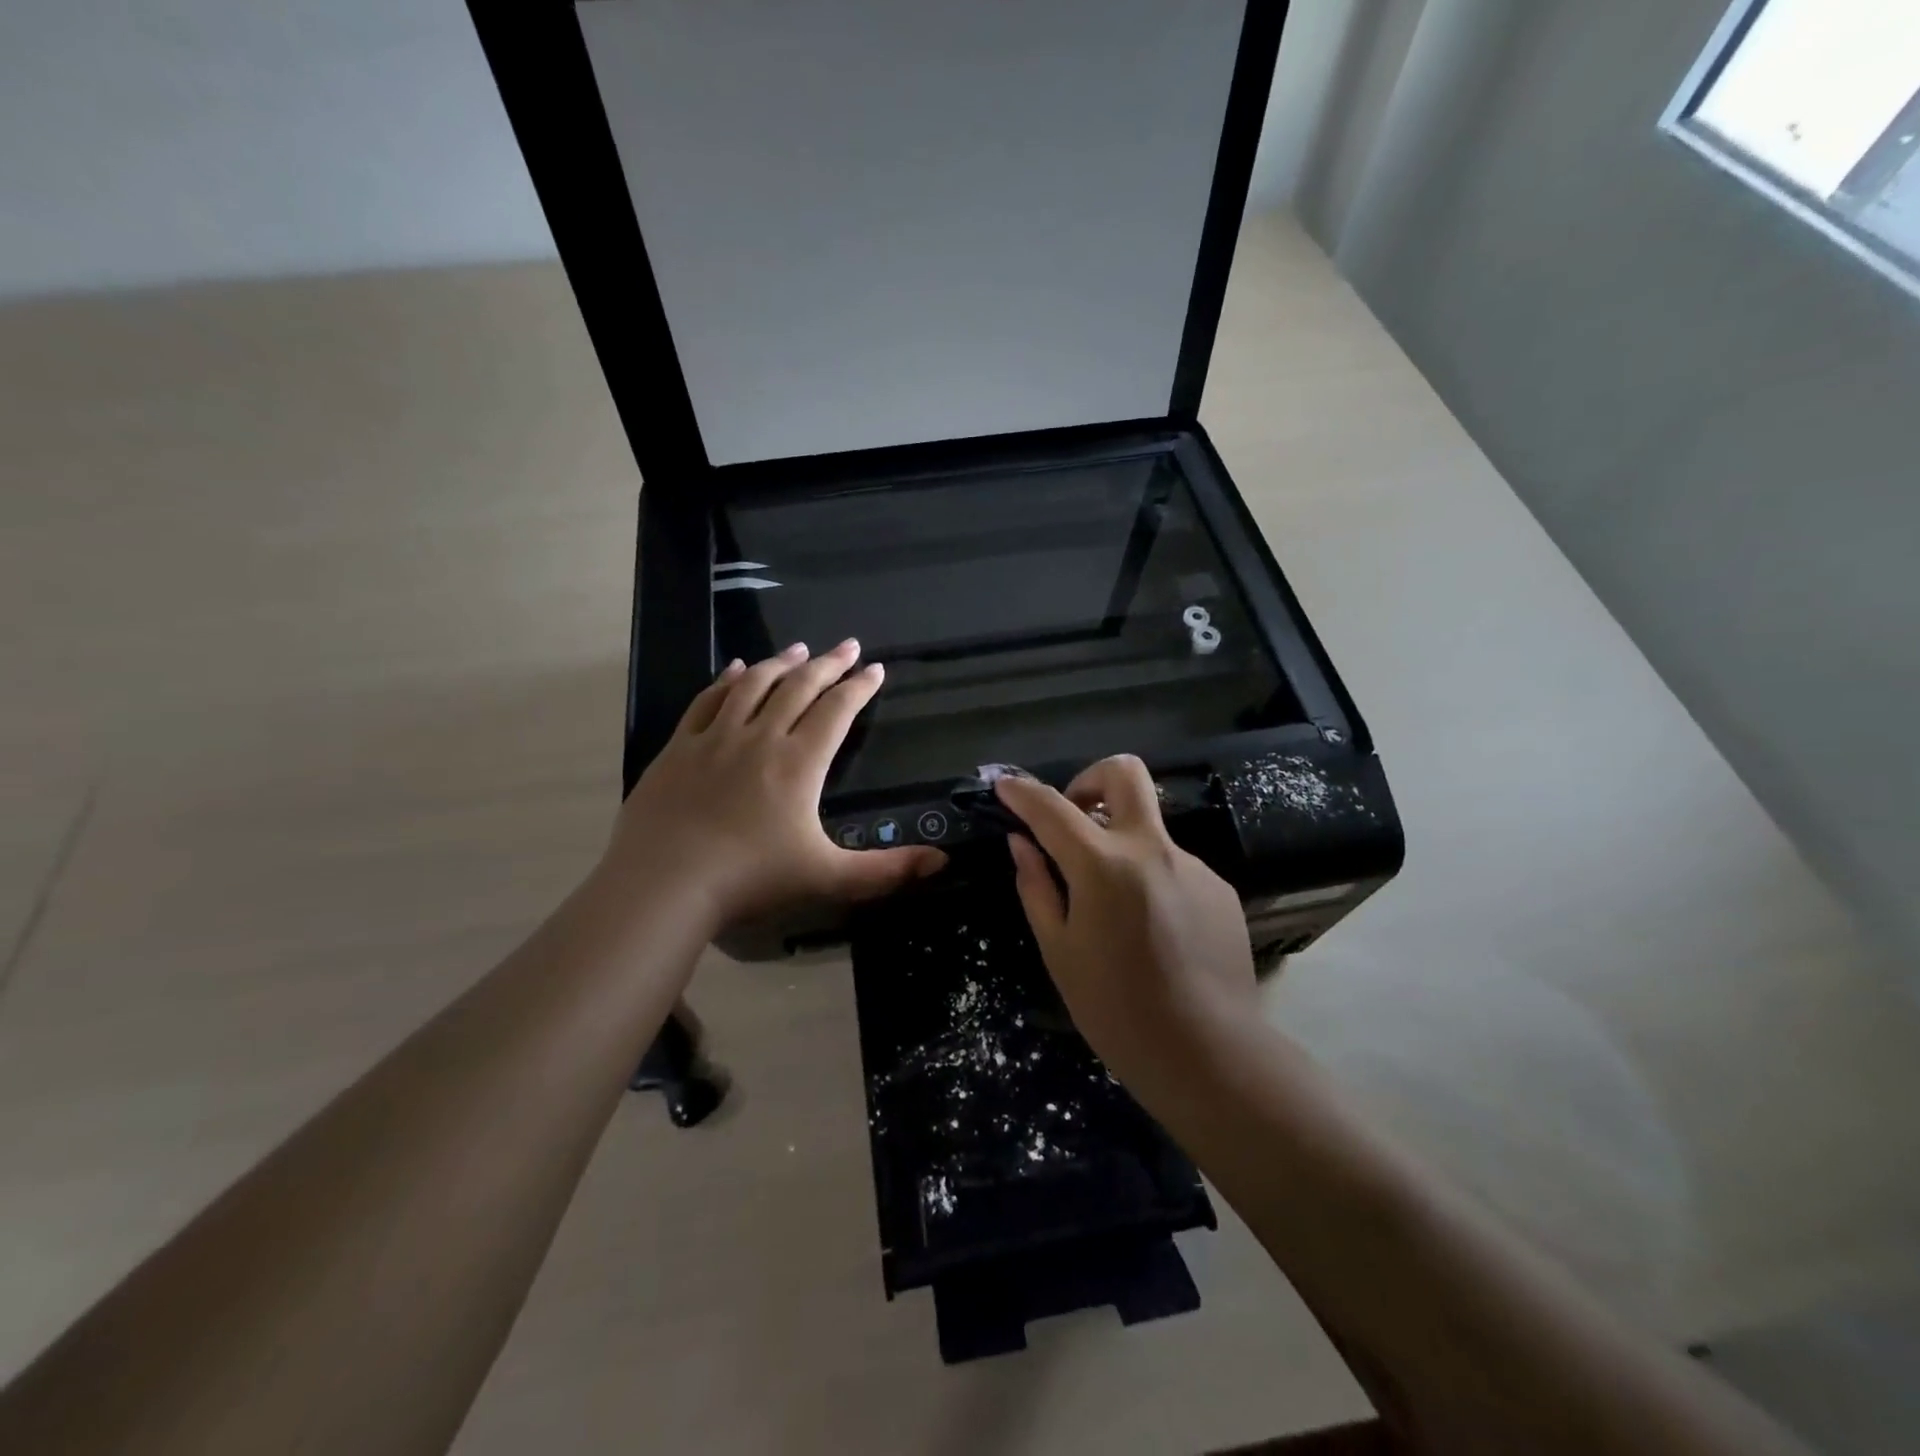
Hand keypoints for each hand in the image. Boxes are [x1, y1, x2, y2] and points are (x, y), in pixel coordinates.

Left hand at [603, 640, 944, 933]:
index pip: (837, 711)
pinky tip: (735, 667)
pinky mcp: (679, 747)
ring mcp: (715, 738)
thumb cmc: (750, 879)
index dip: (860, 688)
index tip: (875, 669)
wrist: (664, 883)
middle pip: (799, 687)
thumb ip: (886, 870)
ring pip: (754, 685)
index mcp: (799, 762)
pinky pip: (707, 700)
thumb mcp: (828, 878)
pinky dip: (726, 679)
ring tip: (800, 648)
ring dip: (780, 662)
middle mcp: (760, 737)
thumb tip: (943, 862)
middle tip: (848, 646)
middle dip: (828, 664)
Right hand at [997, 756, 1256, 1089]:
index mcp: (1103, 866)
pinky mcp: (1218, 887)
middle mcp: (1152, 849)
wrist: (1208, 1053)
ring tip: (1113, 905)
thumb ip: (1037, 886)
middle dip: (1090, 779)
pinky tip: (1151, 930)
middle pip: (1124, 773)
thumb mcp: (1058, 950)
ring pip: (1148, 827)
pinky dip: (1150, 878)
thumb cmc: (1116, 1008)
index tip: (1006, 787)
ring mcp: (1192, 864)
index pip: (1052, 807)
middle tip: (1074, 816)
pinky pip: (1173, 865)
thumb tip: (1022, 843)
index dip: (1022, 791)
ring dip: (1121, 844)